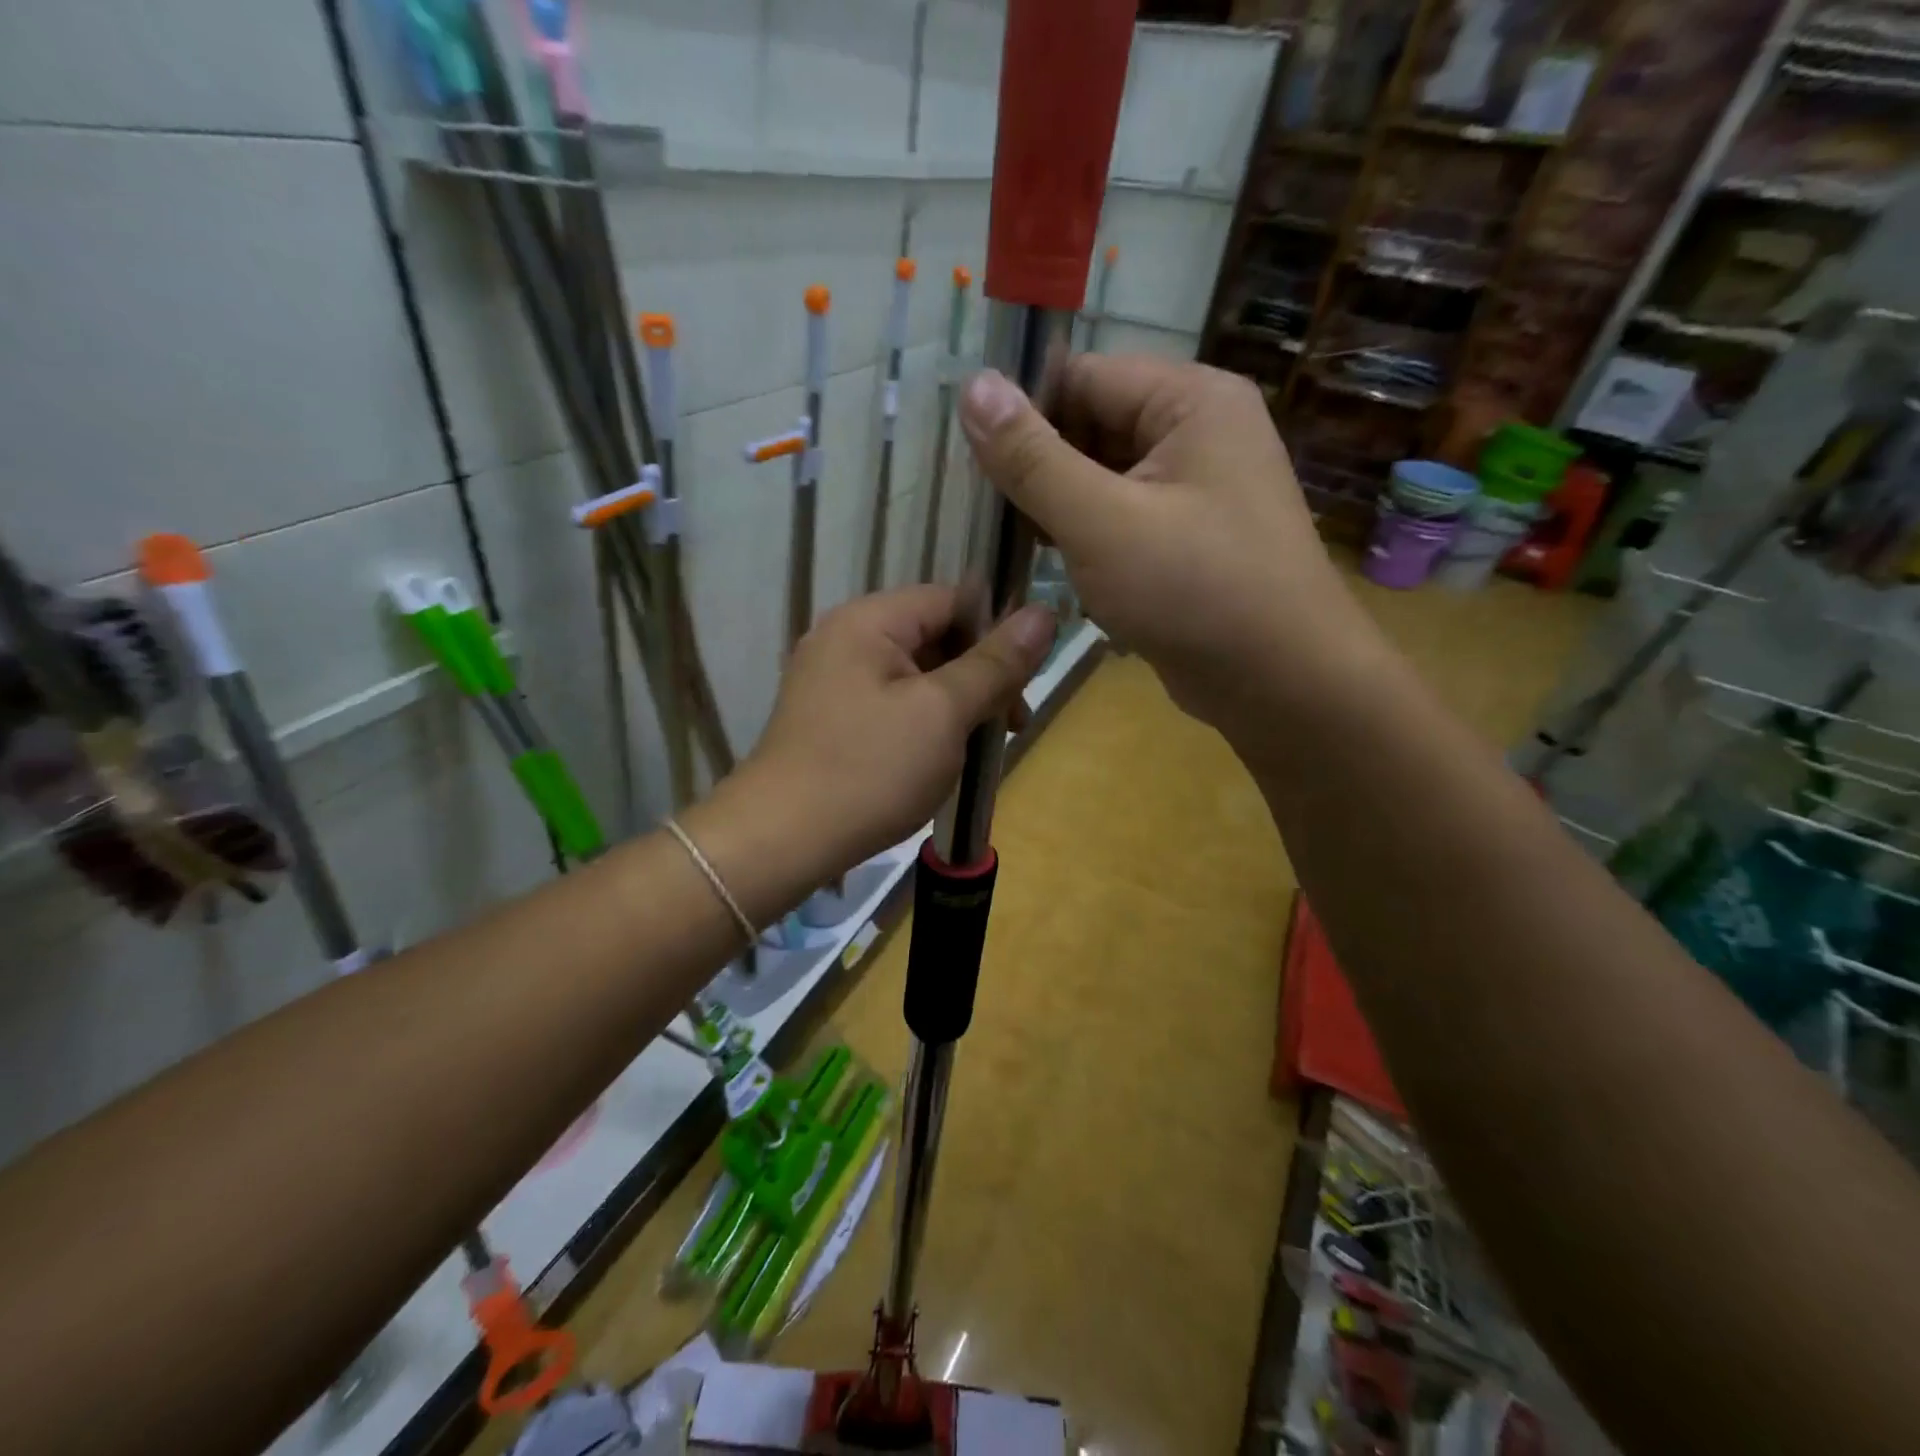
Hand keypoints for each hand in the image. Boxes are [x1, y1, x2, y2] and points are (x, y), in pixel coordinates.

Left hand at [745, 585, 1055, 874]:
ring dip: (955, 706)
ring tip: (976, 751)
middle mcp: (845, 638)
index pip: (952, 601)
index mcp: (869, 620)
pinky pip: (892, 704)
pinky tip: (938, 760)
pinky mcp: (830, 717)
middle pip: (935, 638)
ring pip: (917, 676)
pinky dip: (923, 724)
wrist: (781, 840)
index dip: (996, 635)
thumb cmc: (870, 770)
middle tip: (1008, 728)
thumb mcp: (944, 713)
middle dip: (979, 678)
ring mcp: (832, 679)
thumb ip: (995, 663)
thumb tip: (1045, 612)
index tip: (1023, 685)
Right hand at [959, 355, 1383, 731]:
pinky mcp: (1188, 538)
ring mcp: (1197, 488)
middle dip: (1039, 468)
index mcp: (1191, 400)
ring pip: (1103, 478)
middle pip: (1093, 427)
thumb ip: (1033, 458)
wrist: (1281, 684)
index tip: (967, 459)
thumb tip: (973, 386)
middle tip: (983, 510)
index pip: (1083, 377)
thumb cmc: (1194, 591)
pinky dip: (1085, 536)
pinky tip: (1050, 562)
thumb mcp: (1101, 521)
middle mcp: (1199, 432)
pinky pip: (1122, 518)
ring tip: (1008, 539)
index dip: (1022, 413)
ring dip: (1057, 507)